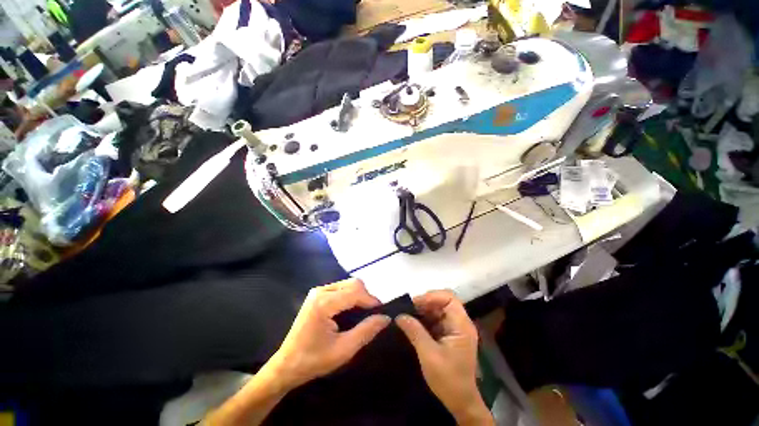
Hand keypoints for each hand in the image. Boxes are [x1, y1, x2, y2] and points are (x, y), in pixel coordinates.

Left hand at [268, 278, 390, 389]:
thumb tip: (385, 318)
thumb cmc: (313, 360)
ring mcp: (318, 291)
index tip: (381, 313)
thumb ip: (366, 331)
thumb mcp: (343, 350)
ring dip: (359, 296)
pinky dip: (351, 296)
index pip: (355, 291)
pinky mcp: (317, 294)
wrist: (286, 365)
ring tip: (363, 313)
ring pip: (348, 283)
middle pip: (353, 283)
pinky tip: (351, 310)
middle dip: (366, 296)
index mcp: (324, 303)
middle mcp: (321, 291)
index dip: (371, 300)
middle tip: (372, 315)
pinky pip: (341, 287)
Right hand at [396, 290, 492, 425]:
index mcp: (461, 325)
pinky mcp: (450, 336)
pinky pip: (437, 320)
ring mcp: (456, 329)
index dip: (432, 297)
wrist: (461, 404)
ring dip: (424, 311)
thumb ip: (414, 331)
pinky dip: (425, 320)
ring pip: (439, 310)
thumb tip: (399, 315)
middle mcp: (461, 323)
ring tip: (408, 316)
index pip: (449, 298)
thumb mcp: (428, 355)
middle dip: (425, 303)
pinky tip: (414, 325)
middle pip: (444, 302)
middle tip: (408, 310)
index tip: (415, 304)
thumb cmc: (448, 380)